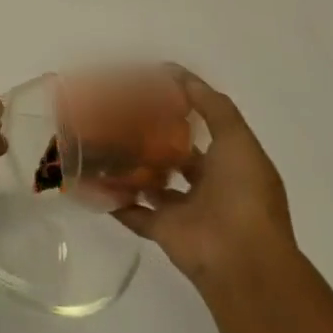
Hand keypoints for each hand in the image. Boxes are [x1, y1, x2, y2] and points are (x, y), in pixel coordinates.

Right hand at [113, 65, 294, 288]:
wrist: (240, 259)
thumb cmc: (243, 194)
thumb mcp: (237, 140)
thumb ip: (211, 105)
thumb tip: (176, 73)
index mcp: (229, 166)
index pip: (200, 132)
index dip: (177, 111)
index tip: (145, 91)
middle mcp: (207, 187)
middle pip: (172, 157)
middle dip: (148, 138)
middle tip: (114, 114)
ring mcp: (183, 211)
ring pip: (150, 183)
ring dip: (129, 166)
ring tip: (99, 140)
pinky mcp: (160, 230)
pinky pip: (131, 211)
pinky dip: (112, 198)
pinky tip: (89, 176)